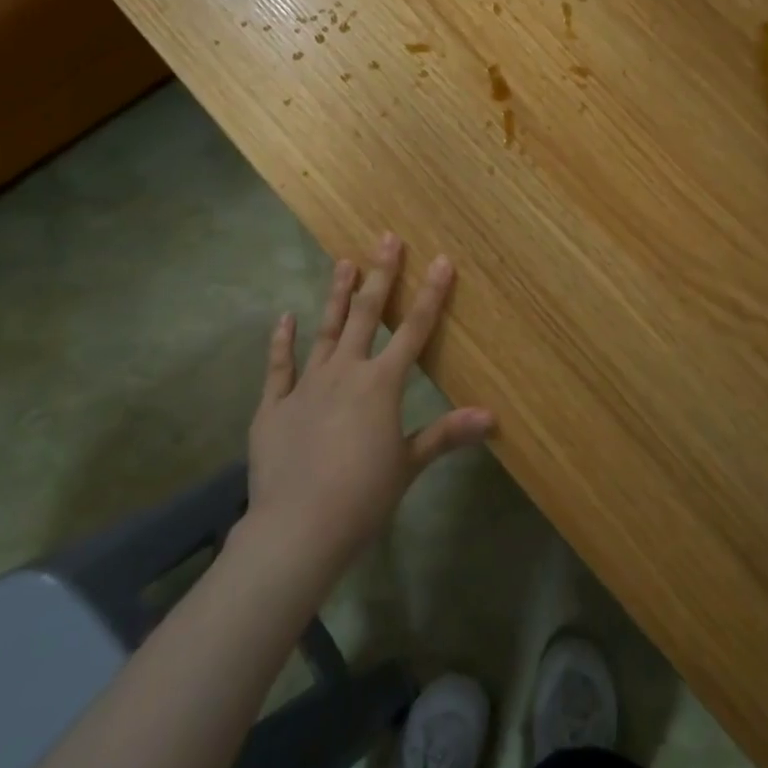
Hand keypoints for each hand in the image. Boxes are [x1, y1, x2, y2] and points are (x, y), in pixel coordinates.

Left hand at [245, 233, 494, 567]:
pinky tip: (285, 318)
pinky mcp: (274, 406)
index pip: (415, 330)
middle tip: (387, 239)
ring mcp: (306, 386)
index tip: (441, 260)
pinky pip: (279, 367)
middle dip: (381, 275)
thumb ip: (446, 434)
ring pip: (326, 330)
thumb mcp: (408, 465)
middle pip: (368, 315)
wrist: (297, 528)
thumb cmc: (362, 497)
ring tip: (343, 261)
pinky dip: (282, 341)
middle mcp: (346, 372)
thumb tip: (492, 416)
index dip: (431, 294)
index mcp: (381, 385)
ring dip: (337, 296)